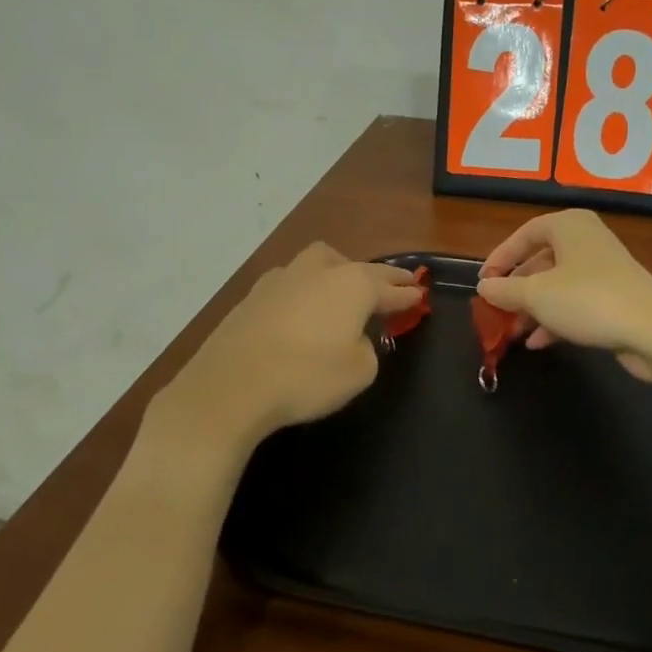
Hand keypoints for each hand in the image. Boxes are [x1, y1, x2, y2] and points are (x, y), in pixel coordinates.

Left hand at [160, 243, 423, 448]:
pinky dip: (304, 293)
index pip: (389, 287)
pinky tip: (301, 310)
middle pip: (354, 265)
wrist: (230, 386)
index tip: (420, 294)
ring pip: (317, 264)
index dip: (407, 294)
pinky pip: (290, 284)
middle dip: (375, 276)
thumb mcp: (359, 372)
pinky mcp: (252, 296)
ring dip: (335, 274)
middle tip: (388, 288)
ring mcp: (280, 279)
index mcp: (352, 285)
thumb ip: (367, 349)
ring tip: (340, 293)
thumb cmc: (307, 377)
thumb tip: (354, 338)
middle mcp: (318, 272)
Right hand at [476, 210, 651, 382]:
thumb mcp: (536, 295)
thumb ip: (505, 290)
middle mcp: (587, 241)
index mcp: (569, 226)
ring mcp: (603, 270)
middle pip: (541, 261)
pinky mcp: (614, 298)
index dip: (500, 258)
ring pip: (557, 285)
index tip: (484, 283)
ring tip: (513, 333)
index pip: (524, 234)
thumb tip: (484, 286)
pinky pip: (575, 303)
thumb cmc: (588, 300)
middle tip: (496, 311)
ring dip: (533, 309)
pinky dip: (555, 319)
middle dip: (516, 289)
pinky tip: (539, 343)